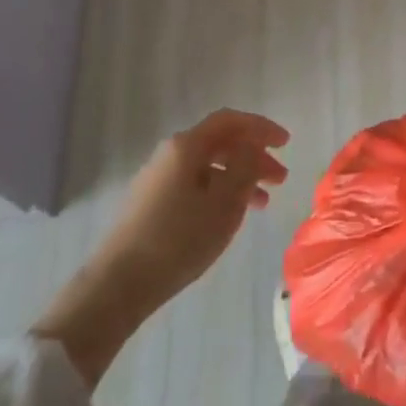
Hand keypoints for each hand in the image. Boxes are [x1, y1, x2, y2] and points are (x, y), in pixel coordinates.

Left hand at [33, 109, 287, 383]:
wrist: (119, 283)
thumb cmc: (179, 238)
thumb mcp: (224, 202)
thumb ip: (245, 166)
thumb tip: (252, 146)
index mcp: (186, 146)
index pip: (230, 121)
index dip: (261, 127)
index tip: (286, 143)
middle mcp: (170, 154)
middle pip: (220, 143)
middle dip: (253, 156)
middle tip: (280, 178)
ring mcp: (158, 179)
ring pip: (209, 167)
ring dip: (239, 177)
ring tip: (263, 203)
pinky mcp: (152, 203)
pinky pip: (196, 184)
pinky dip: (220, 192)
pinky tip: (230, 215)